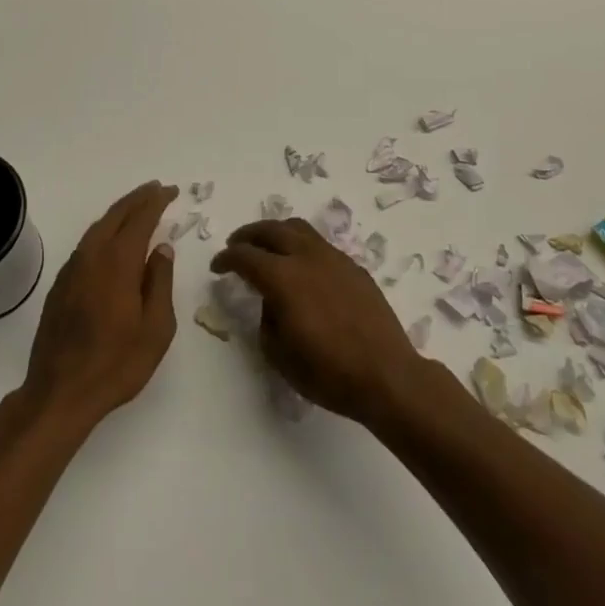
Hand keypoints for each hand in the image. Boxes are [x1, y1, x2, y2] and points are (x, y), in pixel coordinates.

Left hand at [20, 182, 178, 432]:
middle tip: (156, 189)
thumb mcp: (156, 328)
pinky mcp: (60, 285)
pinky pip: (86, 245)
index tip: (171, 191)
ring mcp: (71, 270)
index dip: (156, 201)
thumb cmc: (116, 364)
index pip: (140, 219)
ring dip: (119, 213)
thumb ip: (160, 282)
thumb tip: (161, 248)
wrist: (59, 392)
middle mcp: (92, 256)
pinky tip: (112, 241)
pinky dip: (104, 232)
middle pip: (115, 215)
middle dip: (137, 199)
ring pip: (97, 228)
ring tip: (137, 208)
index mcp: (118, 262)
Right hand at [210, 221, 424, 424]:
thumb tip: (272, 301)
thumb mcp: (279, 354)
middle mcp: (307, 257)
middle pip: (271, 230)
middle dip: (248, 235)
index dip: (226, 259)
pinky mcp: (354, 267)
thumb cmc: (328, 372)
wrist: (387, 376)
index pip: (245, 256)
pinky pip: (320, 245)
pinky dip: (302, 247)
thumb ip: (267, 319)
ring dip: (276, 233)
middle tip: (236, 245)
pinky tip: (302, 268)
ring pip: (298, 229)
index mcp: (283, 278)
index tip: (218, 267)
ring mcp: (334, 258)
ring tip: (268, 248)